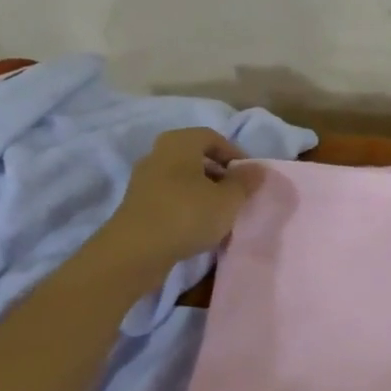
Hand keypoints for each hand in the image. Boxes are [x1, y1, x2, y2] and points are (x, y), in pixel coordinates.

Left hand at [98, 128, 261, 267]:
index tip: (248, 177)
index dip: (234, 154)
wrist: (133, 253)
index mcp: (180, 142)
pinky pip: (169, 197)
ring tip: (219, 214)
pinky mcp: (136, 205)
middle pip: (196, 158)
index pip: (213, 138)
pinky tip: (197, 227)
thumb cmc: (186, 215)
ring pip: (182, 179)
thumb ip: (245, 182)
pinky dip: (185, 206)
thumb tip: (256, 169)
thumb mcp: (228, 199)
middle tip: (235, 194)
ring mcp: (143, 180)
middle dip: (219, 174)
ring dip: (202, 192)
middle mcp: (158, 154)